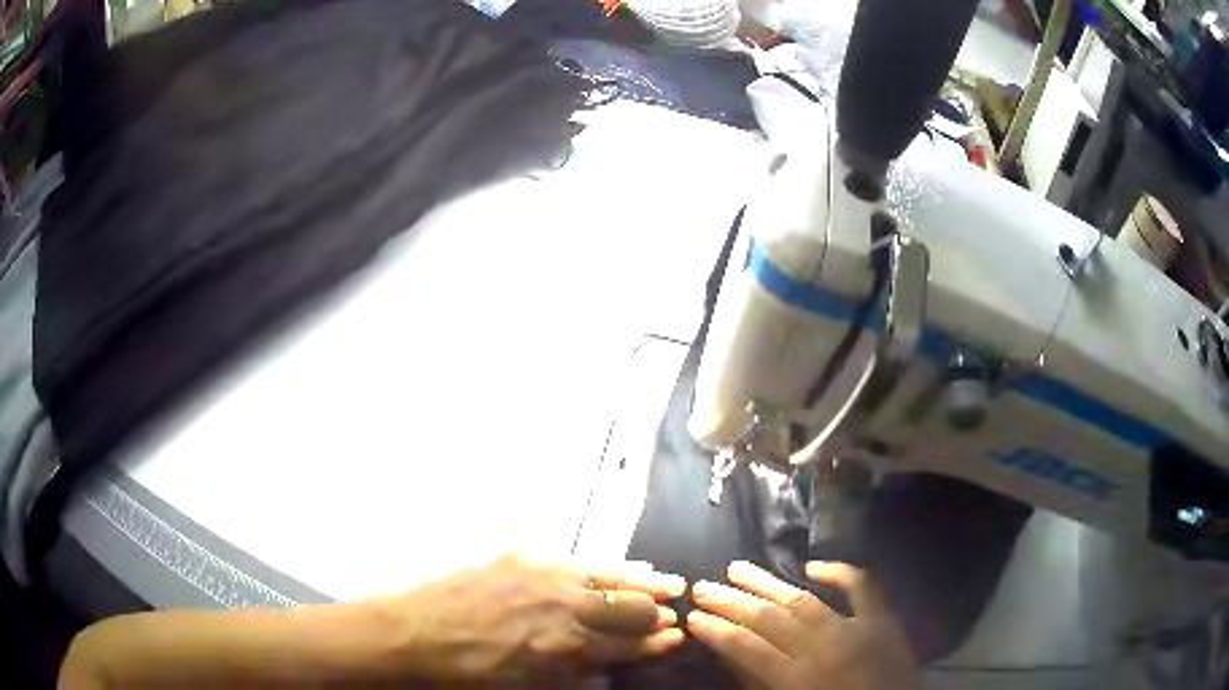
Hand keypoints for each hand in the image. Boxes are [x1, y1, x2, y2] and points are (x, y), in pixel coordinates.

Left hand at [382, 552, 685, 683]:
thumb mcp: (524, 688)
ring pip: (608, 576)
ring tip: (669, 582)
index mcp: (564, 646)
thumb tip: (605, 669)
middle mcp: (562, 606)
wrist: (410, 633)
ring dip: (642, 583)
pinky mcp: (520, 557)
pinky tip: (619, 567)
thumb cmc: (466, 673)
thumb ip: (572, 676)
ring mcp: (542, 575)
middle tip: (674, 611)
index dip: (656, 642)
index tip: (677, 638)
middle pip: (628, 605)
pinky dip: (605, 568)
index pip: (627, 643)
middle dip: (655, 612)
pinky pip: (575, 561)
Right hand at [688, 561, 915, 689]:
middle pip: (769, 619)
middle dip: (731, 601)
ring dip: (768, 583)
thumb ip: (761, 684)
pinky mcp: (882, 620)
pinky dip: (839, 572)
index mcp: (797, 680)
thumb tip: (735, 658)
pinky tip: (812, 566)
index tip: (692, 618)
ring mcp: (855, 629)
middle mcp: (822, 649)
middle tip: (702, 586)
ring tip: (738, 567)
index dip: (716, 630)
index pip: (746, 647)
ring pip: (804, 600)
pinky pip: (862, 586)